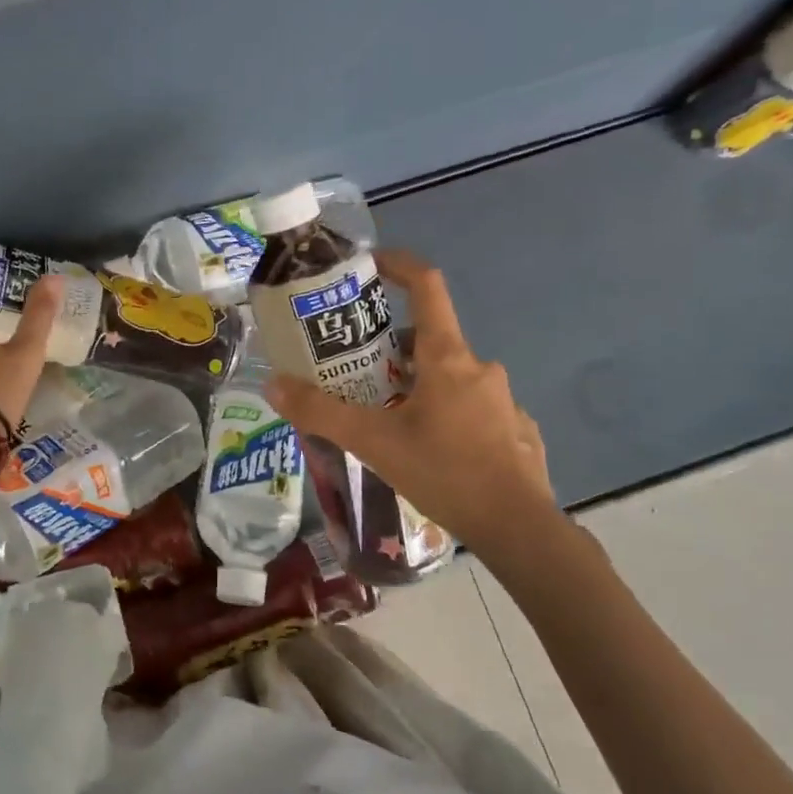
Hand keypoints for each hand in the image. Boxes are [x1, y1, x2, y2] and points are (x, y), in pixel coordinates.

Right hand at [265, 249, 561, 563]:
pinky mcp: (514, 431)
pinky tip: (428, 452)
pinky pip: (470, 410)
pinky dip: (444, 416)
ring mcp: (502, 400)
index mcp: (447, 358)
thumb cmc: (445, 472)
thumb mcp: (373, 442)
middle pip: (429, 340)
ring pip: (449, 379)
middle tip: (356, 375)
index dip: (399, 266)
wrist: (519, 528)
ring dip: (416, 387)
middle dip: (390, 350)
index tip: (371, 265)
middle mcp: (479, 368)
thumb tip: (273, 385)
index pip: (427, 287)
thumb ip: (321, 413)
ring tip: (385, 420)